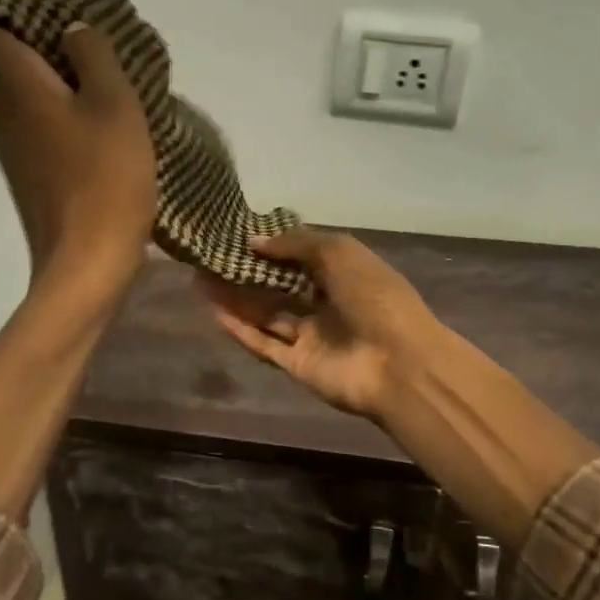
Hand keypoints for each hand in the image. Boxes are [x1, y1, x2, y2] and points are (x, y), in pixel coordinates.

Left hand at [0, 17, 155, 300]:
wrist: (87, 264)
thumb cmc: (106, 178)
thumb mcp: (116, 104)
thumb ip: (94, 55)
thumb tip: (72, 31)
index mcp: (14, 86)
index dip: (13, 14)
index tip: (56, 21)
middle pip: (11, 64)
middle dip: (50, 54)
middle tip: (100, 62)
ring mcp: (9, 151)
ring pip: (29, 101)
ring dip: (62, 93)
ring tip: (109, 101)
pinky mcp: (26, 180)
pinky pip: (39, 133)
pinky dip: (63, 126)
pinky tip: (101, 140)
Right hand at [197, 228, 439, 419]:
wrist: (399, 364)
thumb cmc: (374, 297)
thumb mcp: (339, 252)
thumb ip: (295, 243)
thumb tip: (254, 241)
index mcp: (344, 274)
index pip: (301, 257)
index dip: (271, 246)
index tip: (236, 235)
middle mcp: (326, 304)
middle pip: (279, 286)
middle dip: (247, 272)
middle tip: (209, 258)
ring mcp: (311, 336)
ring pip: (267, 314)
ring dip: (236, 298)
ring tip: (200, 279)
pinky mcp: (297, 365)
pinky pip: (264, 344)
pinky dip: (240, 329)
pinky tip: (214, 311)